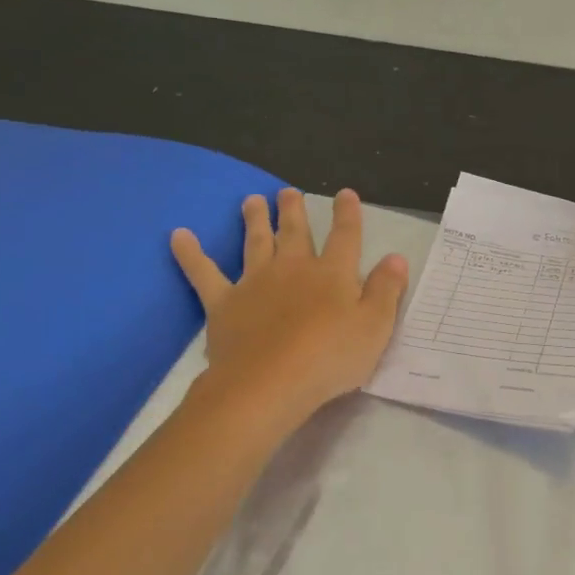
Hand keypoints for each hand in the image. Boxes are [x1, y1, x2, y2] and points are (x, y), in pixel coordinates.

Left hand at [171, 187, 407, 425]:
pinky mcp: (224, 303)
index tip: (345, 194)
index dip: (347, 214)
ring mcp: (255, 283)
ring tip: (251, 200)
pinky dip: (190, 254)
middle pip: (295, 232)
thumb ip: (386, 290)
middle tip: (288, 191)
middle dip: (294, 210)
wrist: (270, 382)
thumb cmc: (330, 358)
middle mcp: (293, 268)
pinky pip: (204, 273)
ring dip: (254, 220)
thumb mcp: (375, 327)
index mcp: (333, 274)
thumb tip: (396, 257)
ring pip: (256, 242)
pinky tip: (178, 236)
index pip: (345, 237)